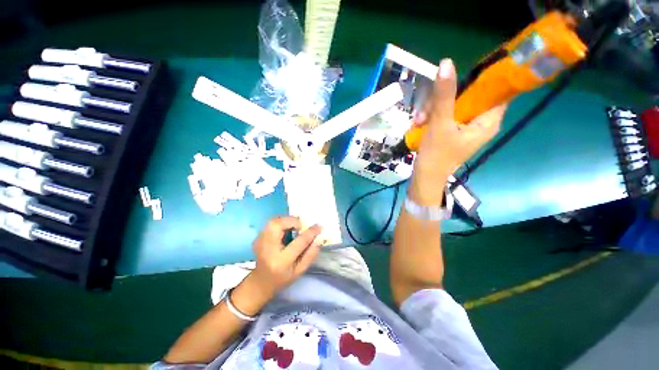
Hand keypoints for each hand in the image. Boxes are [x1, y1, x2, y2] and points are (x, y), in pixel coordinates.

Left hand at [251, 216, 322, 295]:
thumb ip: (310, 254)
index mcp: (282, 261)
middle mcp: (268, 249)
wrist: (260, 282)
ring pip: (274, 221)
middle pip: (278, 225)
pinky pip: (271, 223)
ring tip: (294, 227)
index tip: (319, 226)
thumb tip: (319, 238)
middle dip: (293, 221)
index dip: (311, 232)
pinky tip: (285, 230)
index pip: (299, 242)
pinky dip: (281, 223)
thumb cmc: (282, 278)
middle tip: (301, 226)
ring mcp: (260, 242)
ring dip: (287, 220)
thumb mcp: (300, 270)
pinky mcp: (257, 238)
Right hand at [409, 58, 506, 203]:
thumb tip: (447, 63)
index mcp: (488, 121)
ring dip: (433, 109)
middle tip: (427, 109)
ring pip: (453, 105)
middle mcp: (480, 122)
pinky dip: (432, 118)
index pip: (497, 90)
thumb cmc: (436, 155)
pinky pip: (445, 116)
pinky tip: (419, 124)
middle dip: (445, 99)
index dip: (483, 78)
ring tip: (419, 120)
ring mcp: (465, 127)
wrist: (424, 179)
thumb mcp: (440, 123)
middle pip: (469, 96)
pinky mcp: (452, 132)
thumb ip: (444, 95)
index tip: (463, 74)